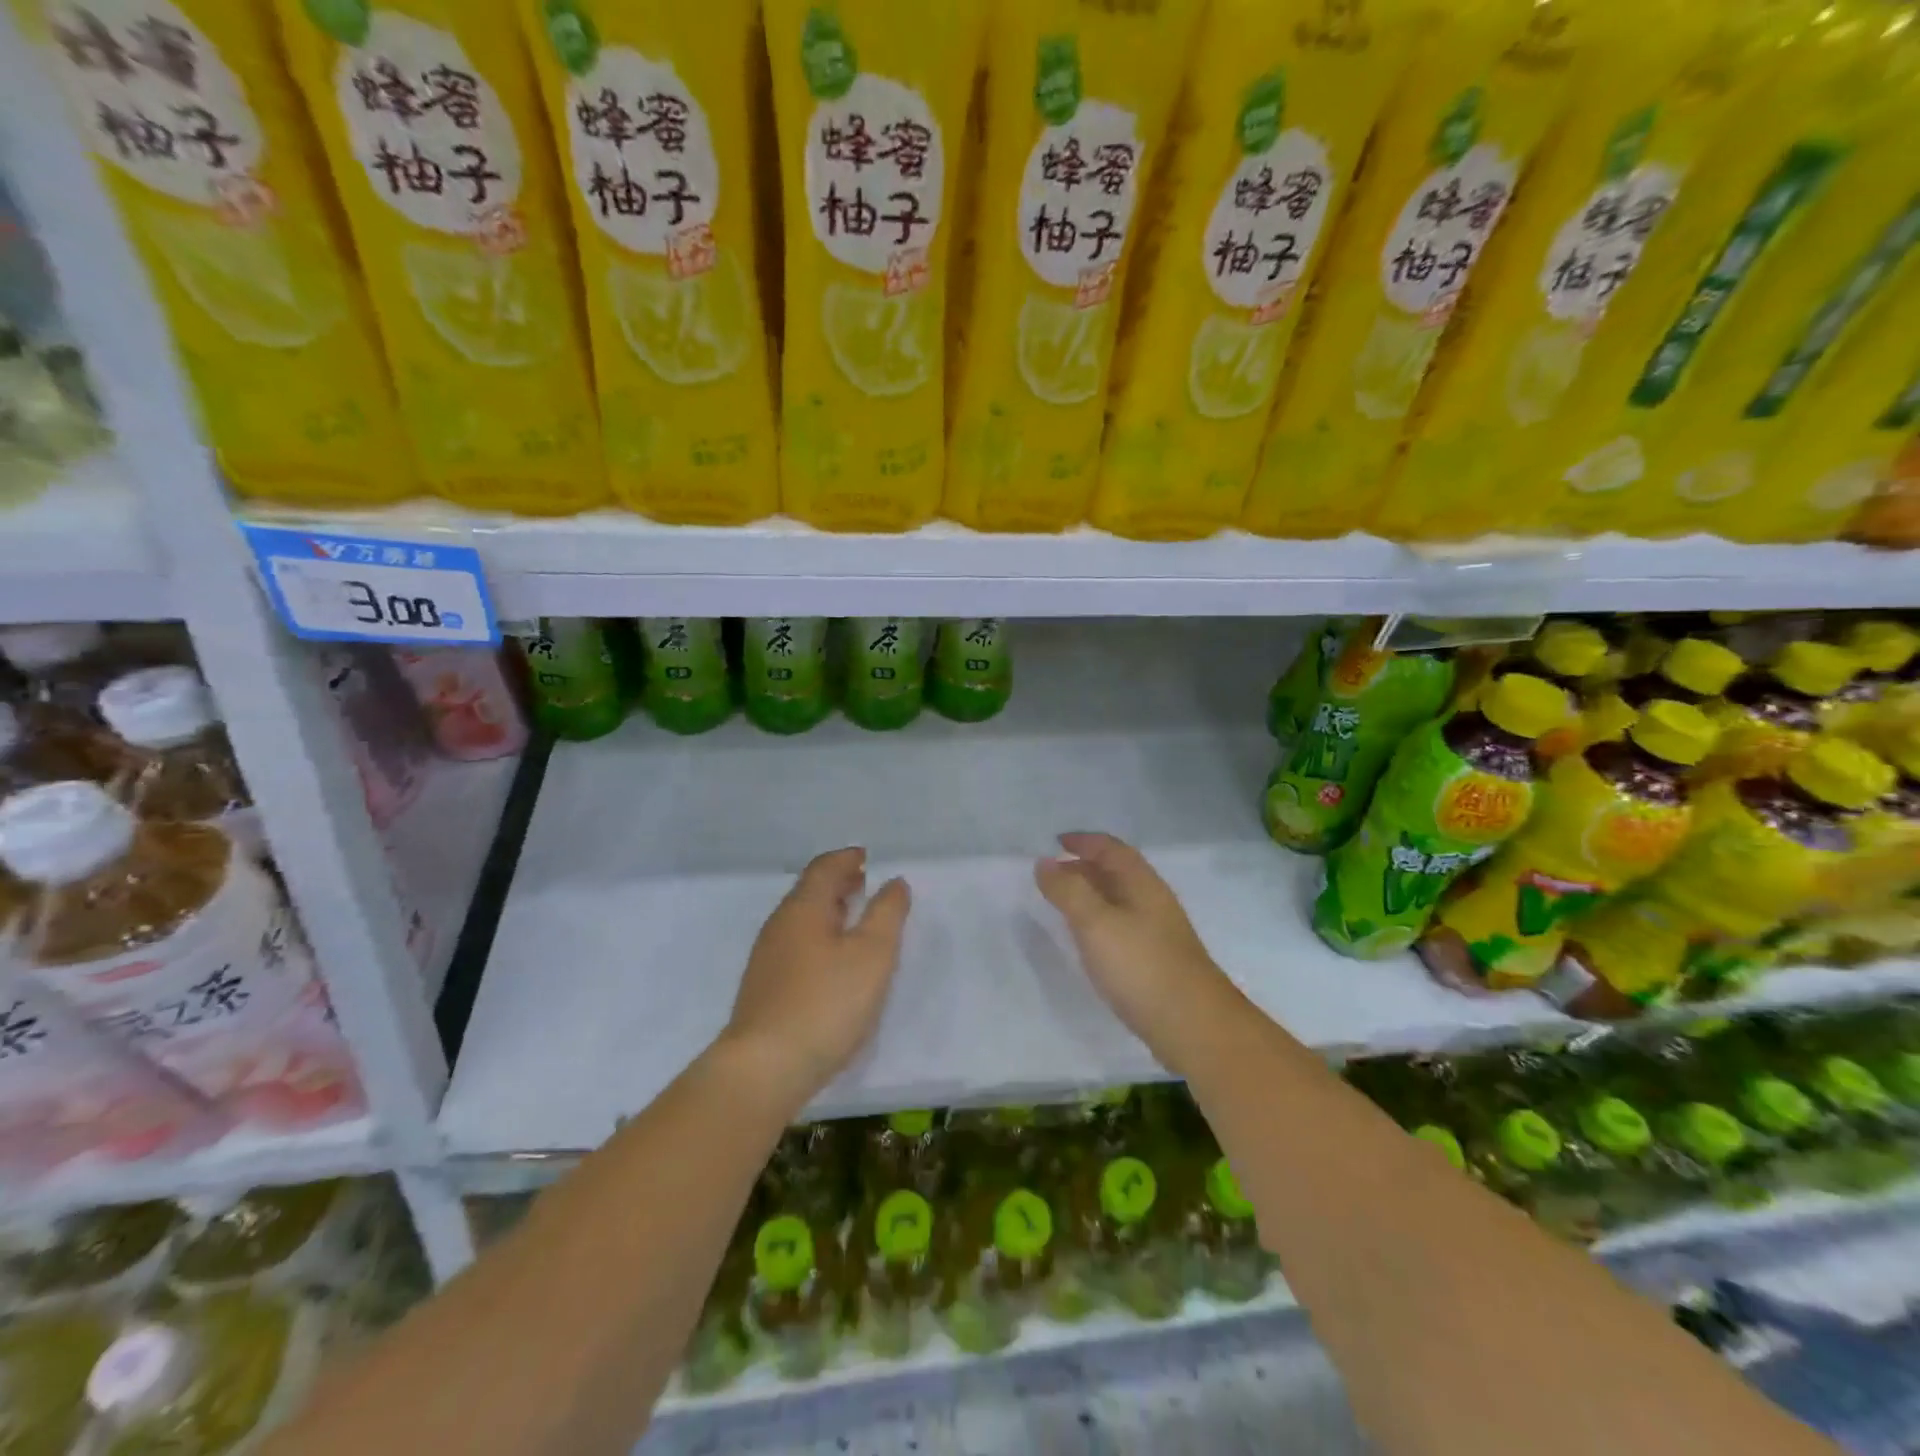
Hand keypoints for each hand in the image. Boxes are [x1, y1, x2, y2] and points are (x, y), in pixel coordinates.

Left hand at [722, 847, 909, 1109]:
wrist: (764, 1069)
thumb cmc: (826, 1003)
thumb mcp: (872, 955)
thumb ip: (887, 913)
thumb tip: (894, 882)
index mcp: (804, 907)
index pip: (825, 867)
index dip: (848, 859)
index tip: (868, 858)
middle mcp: (780, 925)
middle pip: (810, 891)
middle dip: (839, 884)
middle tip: (866, 885)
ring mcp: (767, 958)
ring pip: (802, 921)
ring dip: (829, 912)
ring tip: (856, 921)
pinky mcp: (764, 989)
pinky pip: (796, 946)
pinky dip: (819, 939)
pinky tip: (834, 963)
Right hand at [1035, 832, 1233, 1076]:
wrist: (1194, 1026)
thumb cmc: (1141, 966)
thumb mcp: (1095, 923)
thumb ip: (1068, 891)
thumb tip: (1045, 862)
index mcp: (1141, 883)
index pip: (1110, 848)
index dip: (1083, 841)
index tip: (1054, 842)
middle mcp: (1152, 901)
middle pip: (1116, 871)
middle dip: (1084, 866)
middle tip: (1051, 874)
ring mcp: (1158, 932)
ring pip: (1119, 900)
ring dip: (1091, 894)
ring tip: (1062, 904)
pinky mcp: (1156, 961)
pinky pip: (1122, 926)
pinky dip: (1100, 921)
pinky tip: (1088, 940)